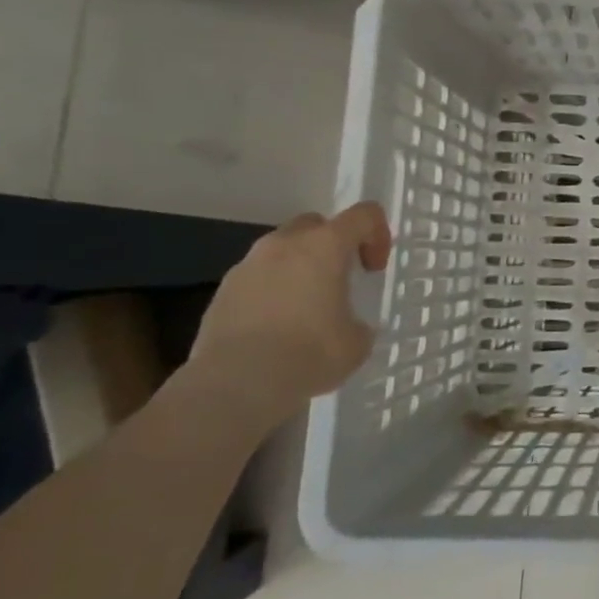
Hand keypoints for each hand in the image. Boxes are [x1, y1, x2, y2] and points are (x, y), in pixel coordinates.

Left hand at [187, 202, 392, 422]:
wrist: (235, 384)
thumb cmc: (309, 353)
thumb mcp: (356, 341)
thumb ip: (356, 322)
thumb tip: (347, 326)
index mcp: (324, 246)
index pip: (363, 215)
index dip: (377, 235)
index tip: (373, 269)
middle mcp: (284, 245)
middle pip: (315, 224)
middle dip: (331, 245)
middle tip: (339, 280)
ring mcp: (247, 266)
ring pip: (280, 251)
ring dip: (297, 268)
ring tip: (304, 309)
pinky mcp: (221, 292)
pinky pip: (256, 279)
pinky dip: (271, 292)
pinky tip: (275, 329)